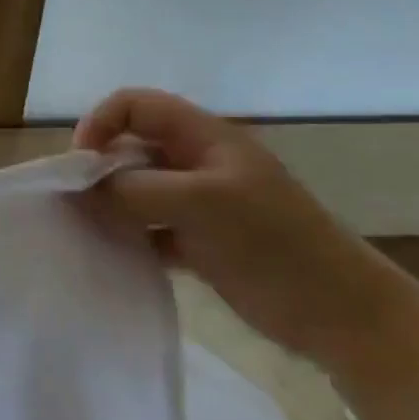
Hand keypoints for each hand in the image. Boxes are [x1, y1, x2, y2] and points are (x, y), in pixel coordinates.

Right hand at [75, 88, 392, 360]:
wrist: (341, 315)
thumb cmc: (274, 245)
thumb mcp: (202, 204)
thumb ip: (135, 189)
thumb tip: (82, 188)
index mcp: (203, 138)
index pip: (134, 105)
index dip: (100, 123)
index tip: (80, 164)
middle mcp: (196, 162)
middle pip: (129, 146)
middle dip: (97, 169)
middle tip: (77, 203)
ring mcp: (197, 203)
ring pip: (135, 189)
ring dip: (108, 205)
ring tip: (89, 231)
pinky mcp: (198, 240)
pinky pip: (147, 228)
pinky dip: (127, 236)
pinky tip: (114, 256)